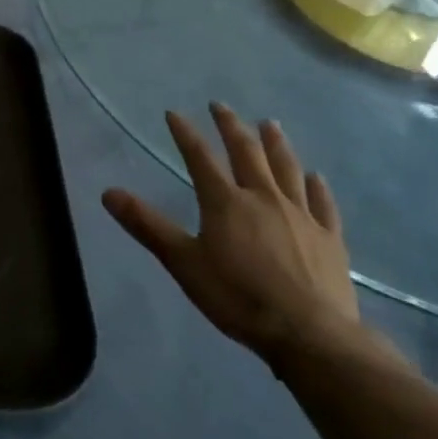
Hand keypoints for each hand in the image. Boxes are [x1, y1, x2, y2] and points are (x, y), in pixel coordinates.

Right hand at [102, 103, 362, 368]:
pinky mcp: (329, 237)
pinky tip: (315, 176)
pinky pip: (322, 203)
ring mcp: (301, 215)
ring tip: (270, 124)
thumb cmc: (237, 296)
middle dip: (231, 126)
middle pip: (247, 153)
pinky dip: (317, 186)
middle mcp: (264, 198)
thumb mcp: (183, 262)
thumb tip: (108, 193)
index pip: (200, 158)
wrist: (308, 333)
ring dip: (276, 144)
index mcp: (226, 202)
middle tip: (221, 106)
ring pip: (287, 169)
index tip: (174, 113)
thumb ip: (147, 225)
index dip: (185, 134)